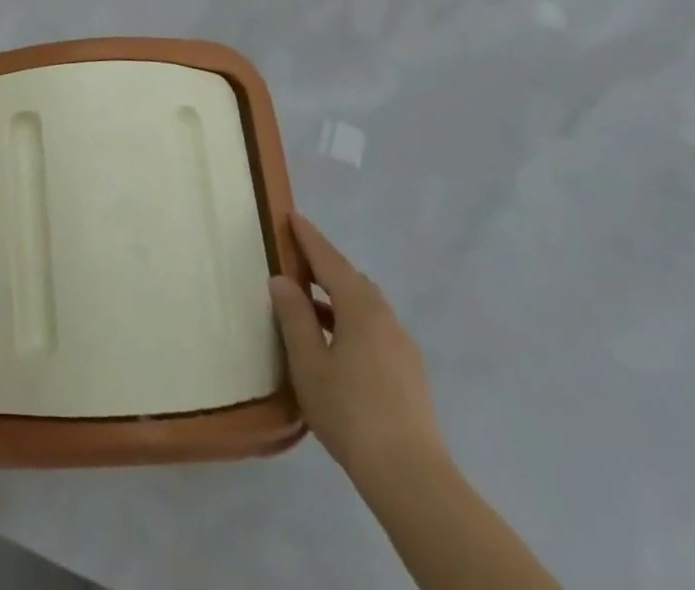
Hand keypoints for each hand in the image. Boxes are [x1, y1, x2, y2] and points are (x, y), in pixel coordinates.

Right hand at [269, 212, 445, 482]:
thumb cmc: (350, 411)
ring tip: (310, 304)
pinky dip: (351, 320)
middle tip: (295, 259)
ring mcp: (403, 346)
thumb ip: (294, 317)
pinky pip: (374, 328)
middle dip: (324, 265)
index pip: (330, 260)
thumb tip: (283, 280)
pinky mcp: (409, 374)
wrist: (411, 477)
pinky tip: (336, 343)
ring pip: (365, 306)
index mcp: (361, 307)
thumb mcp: (309, 362)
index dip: (308, 238)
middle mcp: (386, 318)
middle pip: (351, 279)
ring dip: (337, 296)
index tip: (291, 216)